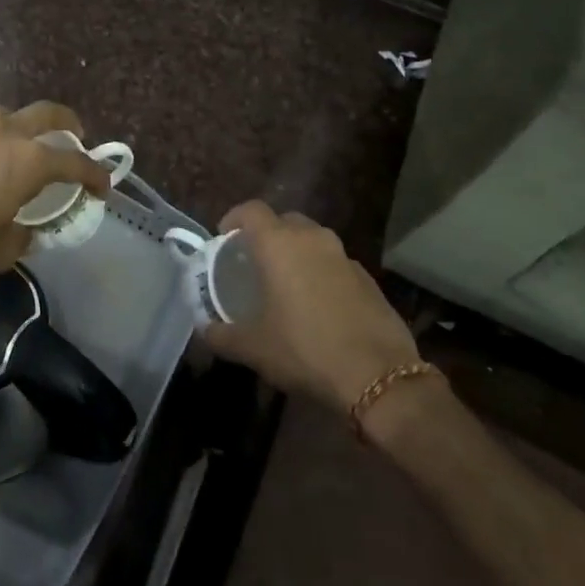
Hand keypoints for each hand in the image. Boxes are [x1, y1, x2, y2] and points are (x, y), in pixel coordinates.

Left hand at [0, 103, 111, 283]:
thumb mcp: (1, 250)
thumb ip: (24, 235)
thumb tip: (27, 227)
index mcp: (28, 161)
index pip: (74, 162)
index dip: (95, 174)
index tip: (103, 187)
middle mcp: (6, 135)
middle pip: (48, 113)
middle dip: (69, 124)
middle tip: (77, 138)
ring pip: (13, 115)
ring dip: (30, 126)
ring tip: (30, 149)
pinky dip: (1, 139)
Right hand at [202, 201, 426, 409]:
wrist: (377, 375)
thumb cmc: (304, 350)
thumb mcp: (253, 348)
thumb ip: (222, 335)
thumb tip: (206, 331)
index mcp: (279, 244)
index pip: (252, 210)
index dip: (235, 218)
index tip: (225, 237)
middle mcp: (313, 239)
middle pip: (285, 220)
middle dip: (267, 234)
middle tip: (255, 261)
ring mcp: (344, 256)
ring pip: (313, 240)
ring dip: (297, 253)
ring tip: (286, 283)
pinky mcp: (368, 278)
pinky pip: (335, 263)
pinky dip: (321, 273)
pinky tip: (318, 305)